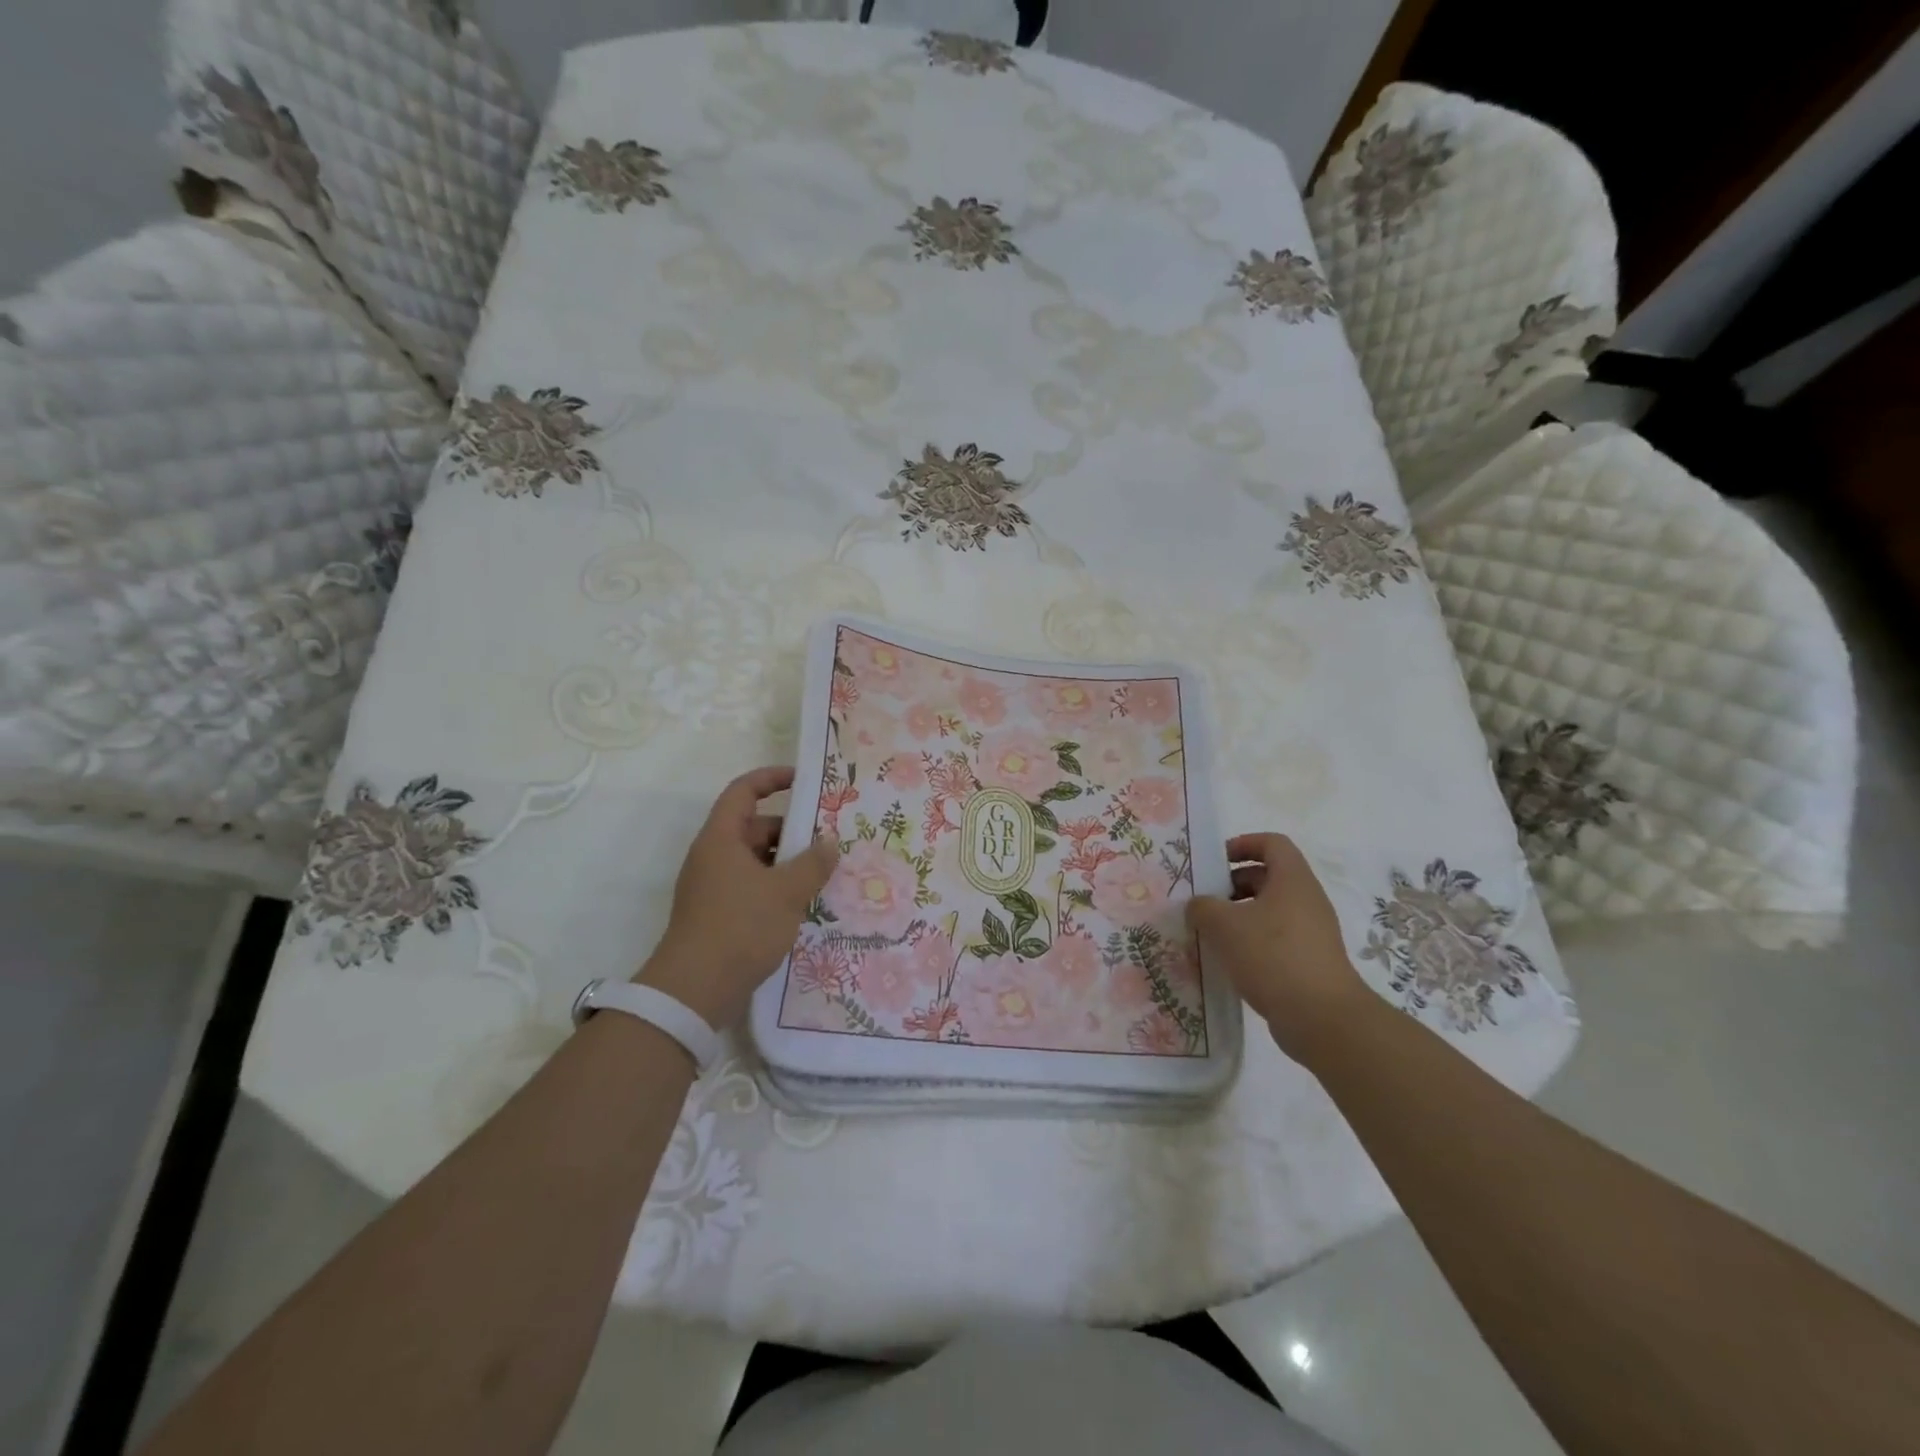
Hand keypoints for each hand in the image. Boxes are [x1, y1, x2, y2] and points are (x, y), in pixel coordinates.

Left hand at [639, 766, 838, 1029]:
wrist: (694, 991)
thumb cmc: (740, 927)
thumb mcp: (786, 892)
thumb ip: (813, 863)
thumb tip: (829, 843)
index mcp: (721, 839)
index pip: (744, 791)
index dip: (771, 778)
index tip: (803, 780)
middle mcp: (713, 856)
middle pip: (753, 827)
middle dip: (790, 830)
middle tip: (827, 839)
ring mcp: (713, 887)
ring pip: (755, 860)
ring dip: (786, 862)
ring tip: (823, 873)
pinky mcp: (718, 914)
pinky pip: (752, 886)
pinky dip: (776, 886)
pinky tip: (803, 903)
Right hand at [1186, 832, 1373, 1062]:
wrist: (1322, 1018)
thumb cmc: (1273, 957)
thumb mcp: (1225, 925)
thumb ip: (1203, 907)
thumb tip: (1198, 906)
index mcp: (1293, 880)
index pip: (1272, 843)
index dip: (1243, 844)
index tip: (1215, 862)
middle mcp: (1306, 900)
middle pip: (1268, 877)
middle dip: (1233, 884)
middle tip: (1204, 900)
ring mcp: (1311, 933)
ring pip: (1269, 910)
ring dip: (1239, 916)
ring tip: (1210, 933)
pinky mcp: (1309, 961)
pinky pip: (1275, 939)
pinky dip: (1251, 942)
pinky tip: (1228, 961)